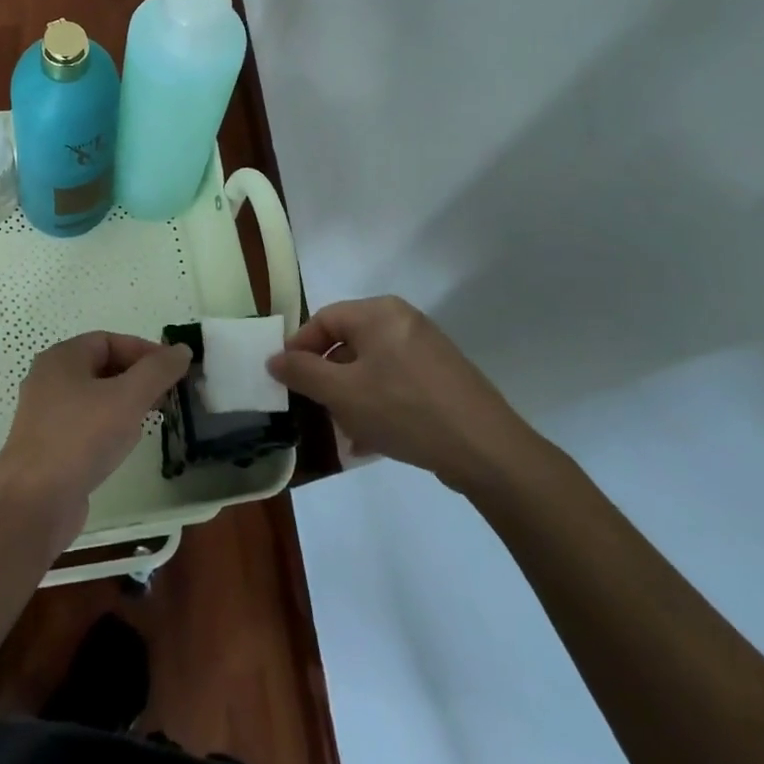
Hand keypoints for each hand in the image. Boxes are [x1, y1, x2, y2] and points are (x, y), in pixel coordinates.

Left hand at [0, 333, 191, 543]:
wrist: (33, 502)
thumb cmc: (80, 437)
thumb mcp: (127, 398)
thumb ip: (157, 371)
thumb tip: (181, 350)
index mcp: (62, 358)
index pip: (109, 340)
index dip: (144, 351)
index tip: (173, 370)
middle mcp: (50, 379)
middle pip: (102, 367)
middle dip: (137, 378)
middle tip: (168, 395)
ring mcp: (47, 414)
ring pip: (95, 397)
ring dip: (126, 403)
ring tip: (153, 418)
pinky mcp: (50, 446)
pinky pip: (86, 424)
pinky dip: (109, 426)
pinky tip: (125, 445)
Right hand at [268, 296, 538, 493]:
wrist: (488, 450)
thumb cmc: (405, 410)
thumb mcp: (342, 393)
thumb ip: (302, 373)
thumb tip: (275, 359)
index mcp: (379, 313)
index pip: (323, 320)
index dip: (298, 349)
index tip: (285, 380)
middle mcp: (404, 321)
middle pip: (348, 343)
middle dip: (328, 379)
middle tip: (316, 408)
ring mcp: (428, 349)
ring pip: (372, 367)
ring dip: (352, 397)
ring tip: (346, 431)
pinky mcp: (444, 377)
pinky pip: (397, 382)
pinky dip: (379, 404)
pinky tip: (373, 440)